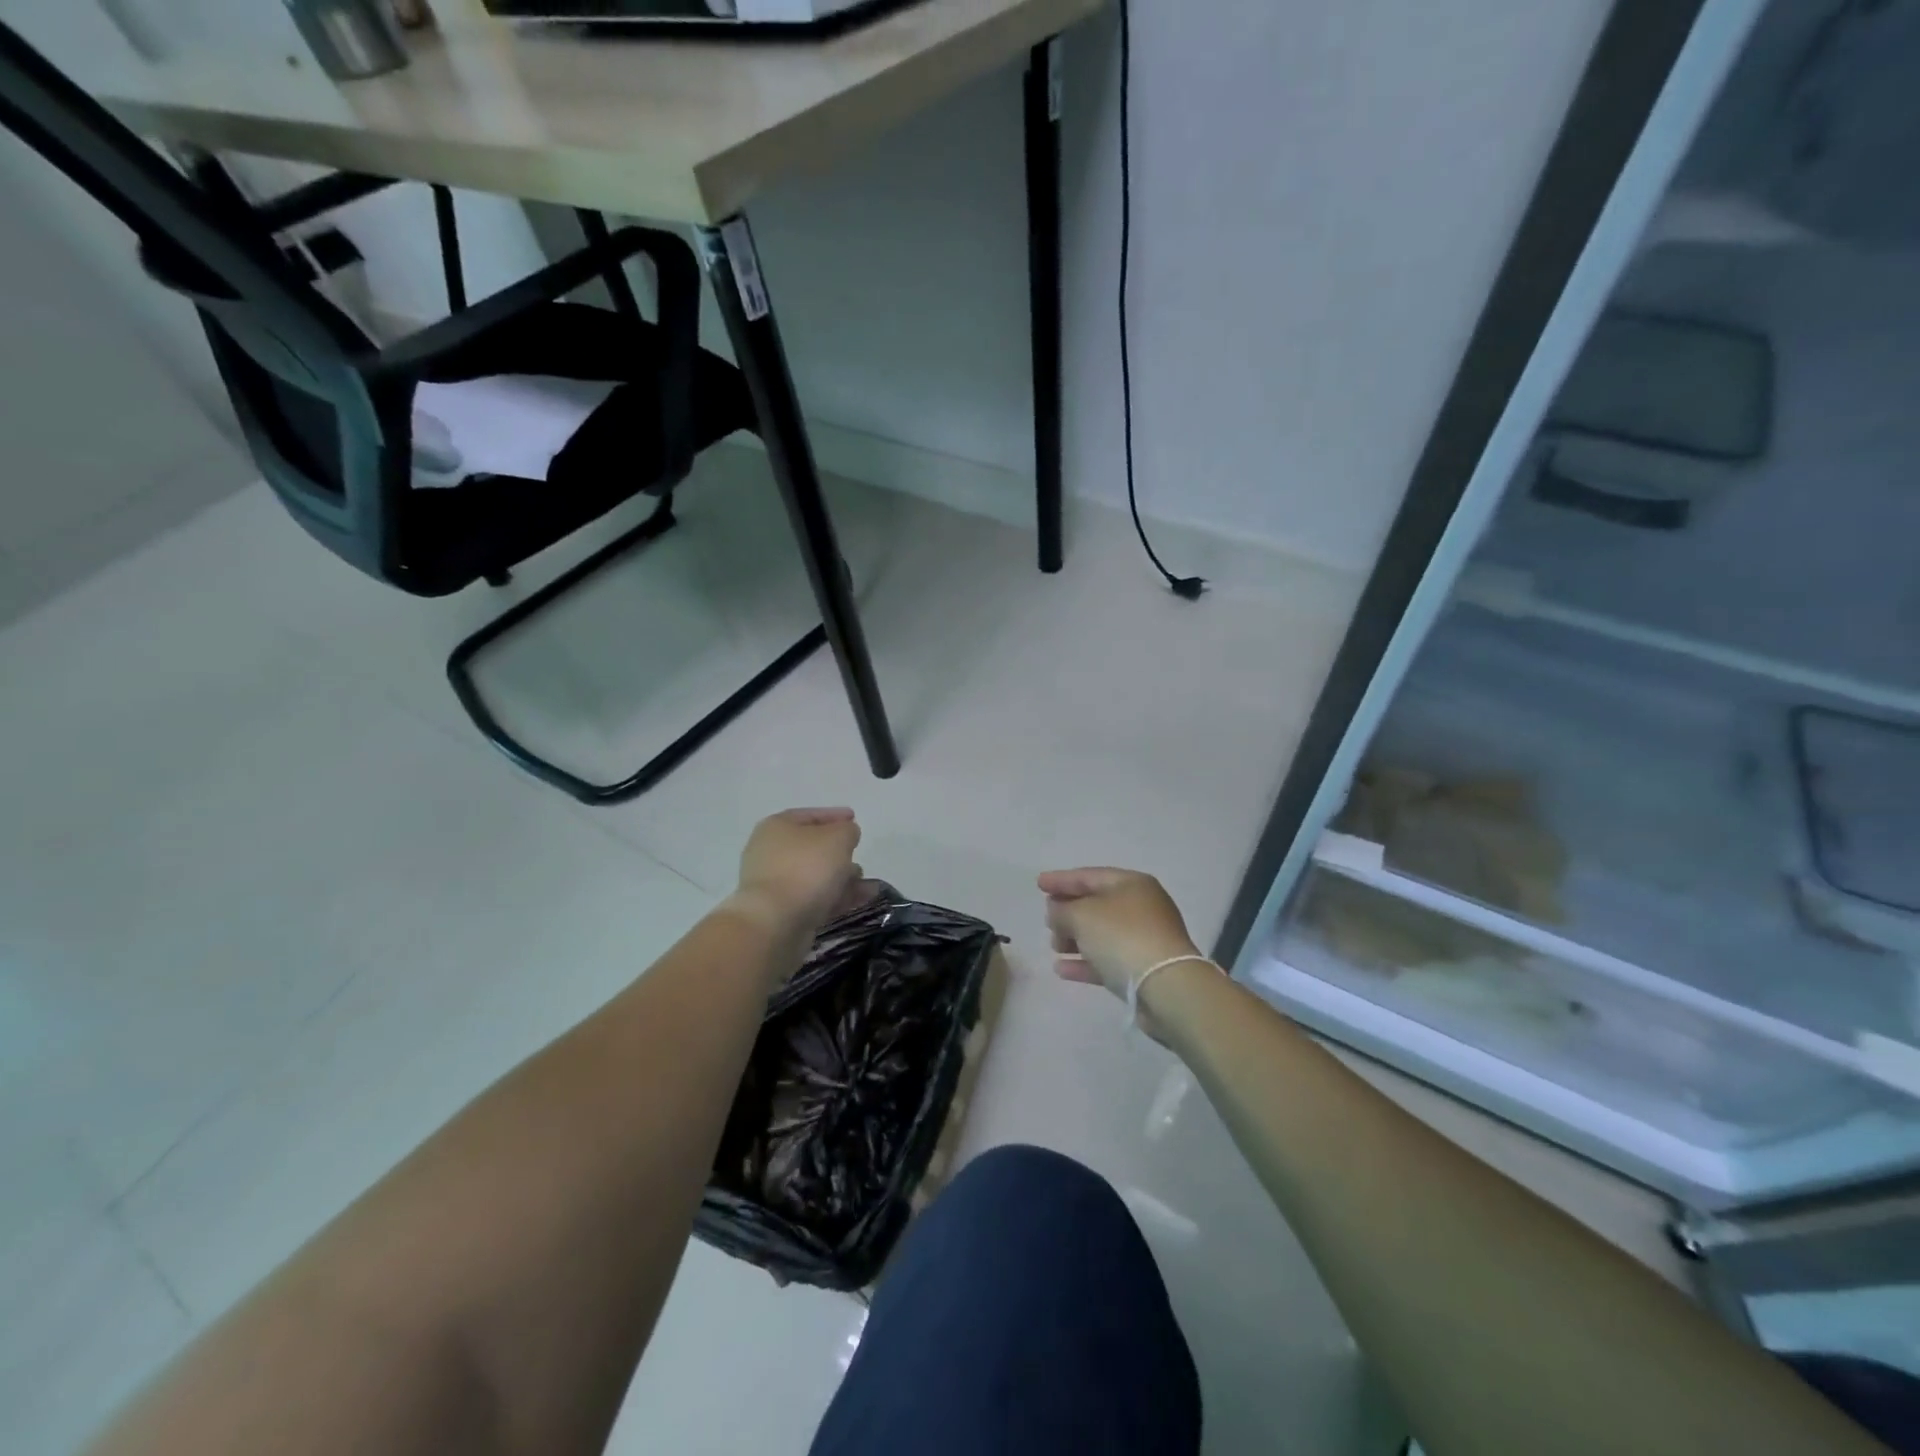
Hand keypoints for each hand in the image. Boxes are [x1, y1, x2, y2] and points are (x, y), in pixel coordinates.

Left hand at [729, 807, 862, 936]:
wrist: (775, 922)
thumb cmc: (806, 868)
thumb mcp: (838, 837)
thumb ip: (848, 830)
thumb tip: (846, 835)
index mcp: (777, 827)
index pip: (809, 816)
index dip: (834, 815)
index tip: (854, 819)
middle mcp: (771, 853)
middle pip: (812, 848)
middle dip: (839, 852)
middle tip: (858, 854)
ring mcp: (775, 884)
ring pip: (816, 876)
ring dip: (843, 877)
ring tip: (868, 884)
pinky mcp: (783, 911)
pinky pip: (816, 898)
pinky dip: (838, 896)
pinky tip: (864, 898)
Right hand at [1038, 867, 1201, 1004]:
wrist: (1166, 987)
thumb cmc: (1122, 937)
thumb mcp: (1082, 915)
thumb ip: (1062, 910)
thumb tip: (1057, 911)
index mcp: (1131, 884)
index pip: (1089, 876)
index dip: (1061, 879)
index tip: (1038, 884)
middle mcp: (1141, 907)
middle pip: (1097, 904)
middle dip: (1068, 911)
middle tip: (1047, 919)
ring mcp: (1145, 939)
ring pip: (1102, 933)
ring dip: (1075, 938)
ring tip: (1054, 945)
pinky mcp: (1144, 969)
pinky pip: (1108, 959)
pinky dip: (1085, 961)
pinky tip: (1062, 969)